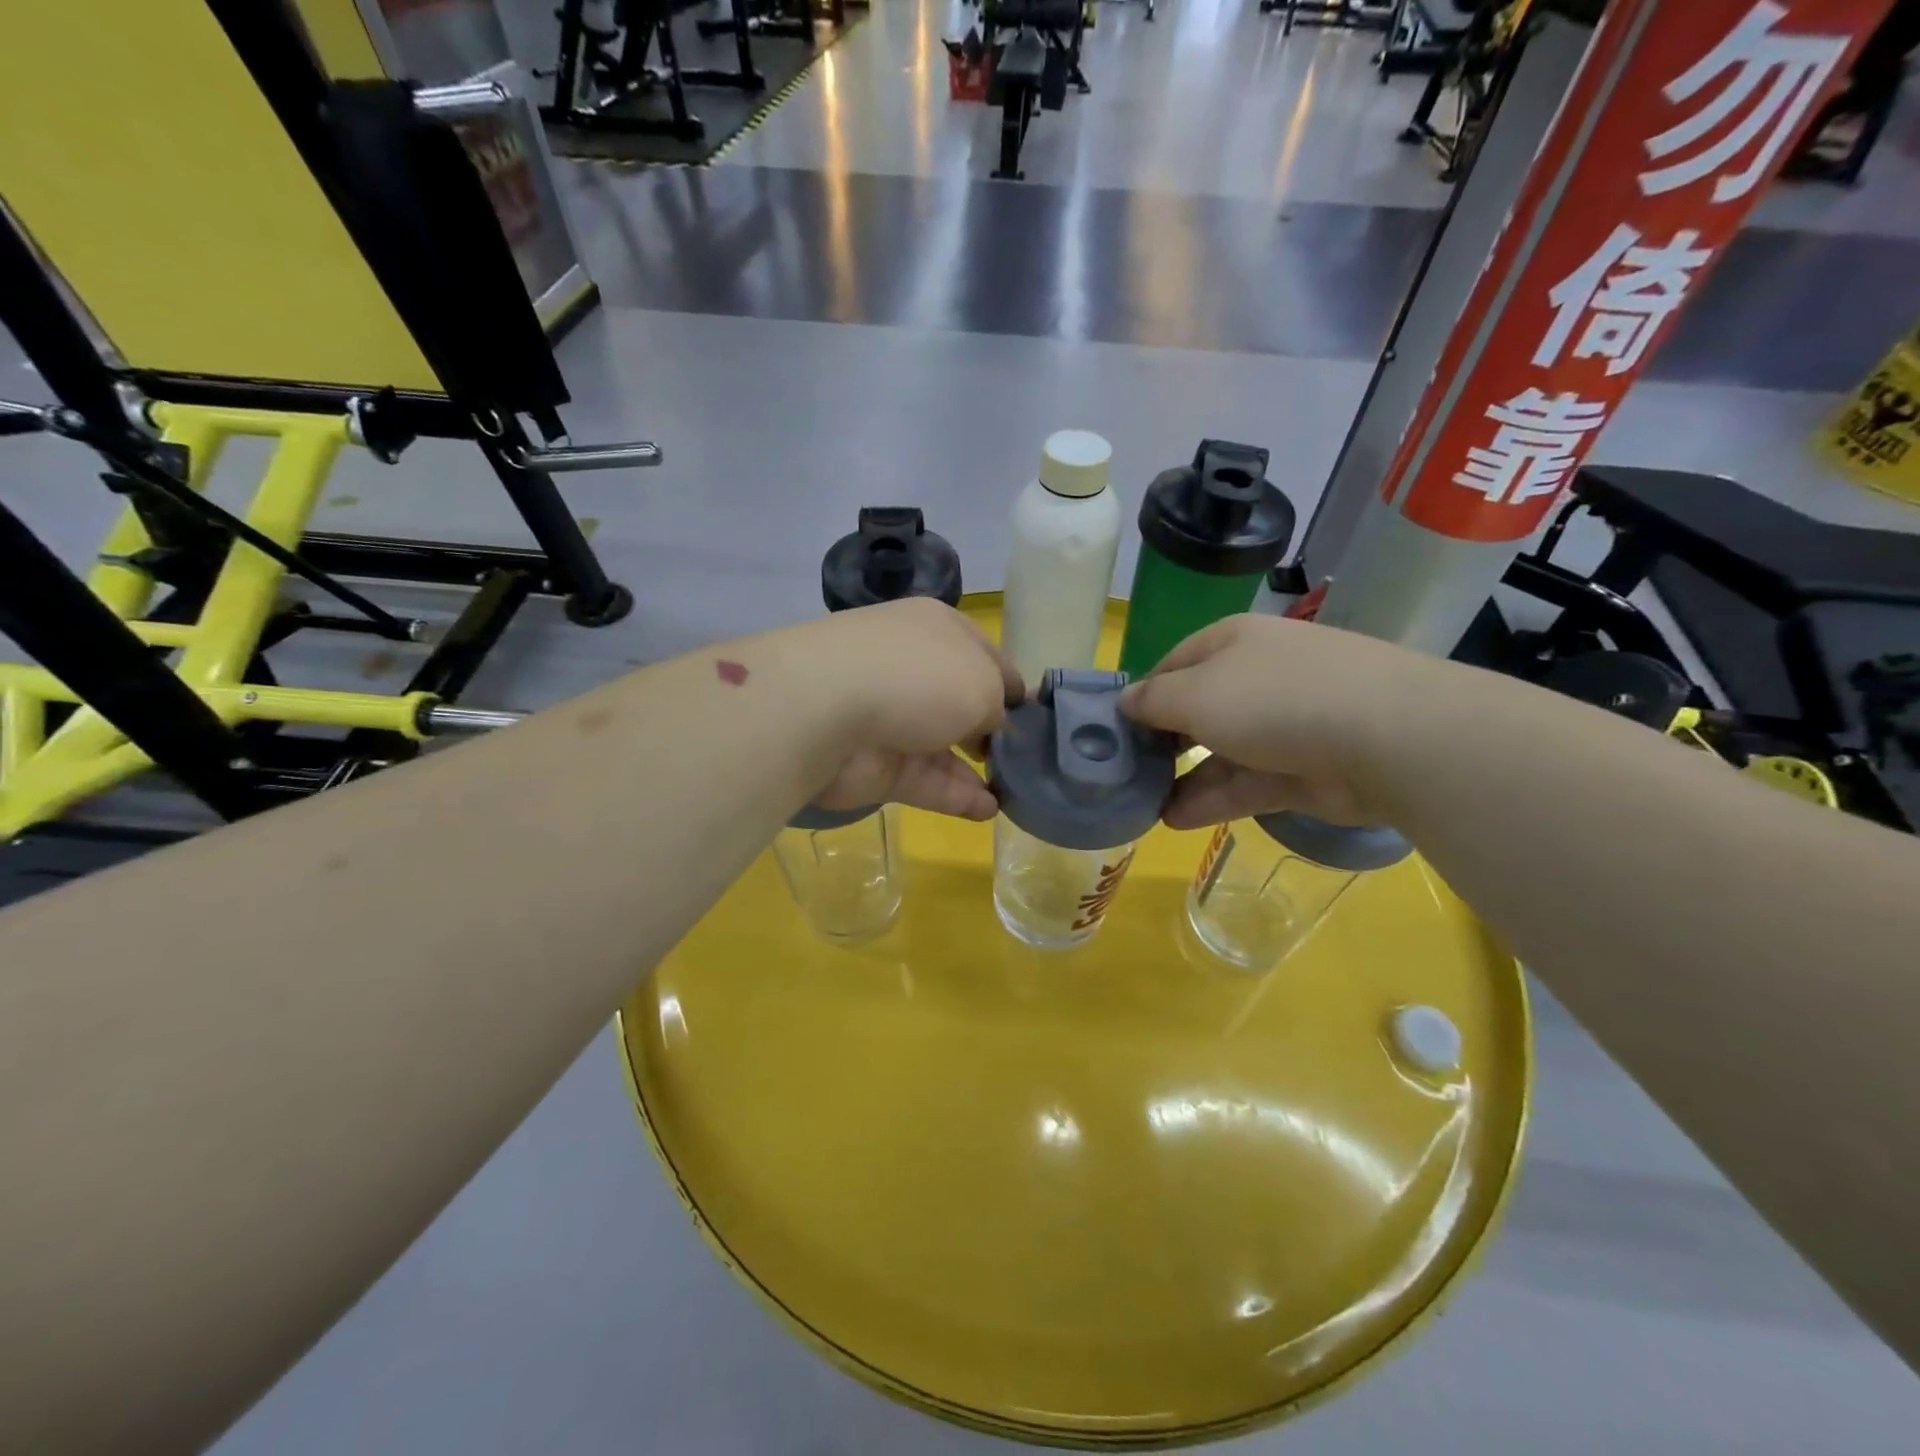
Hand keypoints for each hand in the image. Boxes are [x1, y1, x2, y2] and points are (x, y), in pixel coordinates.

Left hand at [788, 598, 1022, 819]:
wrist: (826, 711)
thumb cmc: (918, 677)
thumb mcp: (982, 682)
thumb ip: (998, 705)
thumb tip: (993, 724)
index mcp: (938, 631)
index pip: (986, 656)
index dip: (1013, 687)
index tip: (1038, 718)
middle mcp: (914, 670)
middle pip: (963, 702)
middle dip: (994, 730)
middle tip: (1027, 758)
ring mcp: (893, 719)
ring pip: (945, 746)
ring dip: (980, 769)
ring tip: (1017, 792)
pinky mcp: (879, 765)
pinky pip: (927, 781)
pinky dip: (958, 796)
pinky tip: (990, 810)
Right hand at [1120, 614, 1434, 828]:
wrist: (1385, 738)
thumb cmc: (1273, 698)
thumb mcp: (1194, 693)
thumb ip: (1152, 701)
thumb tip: (1125, 703)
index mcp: (1232, 643)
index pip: (1173, 665)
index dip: (1142, 696)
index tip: (1114, 731)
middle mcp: (1258, 677)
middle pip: (1198, 710)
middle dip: (1162, 742)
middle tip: (1127, 773)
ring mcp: (1286, 725)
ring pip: (1221, 752)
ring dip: (1183, 778)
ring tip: (1144, 806)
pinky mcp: (1304, 771)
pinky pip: (1247, 783)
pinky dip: (1212, 800)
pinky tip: (1175, 820)